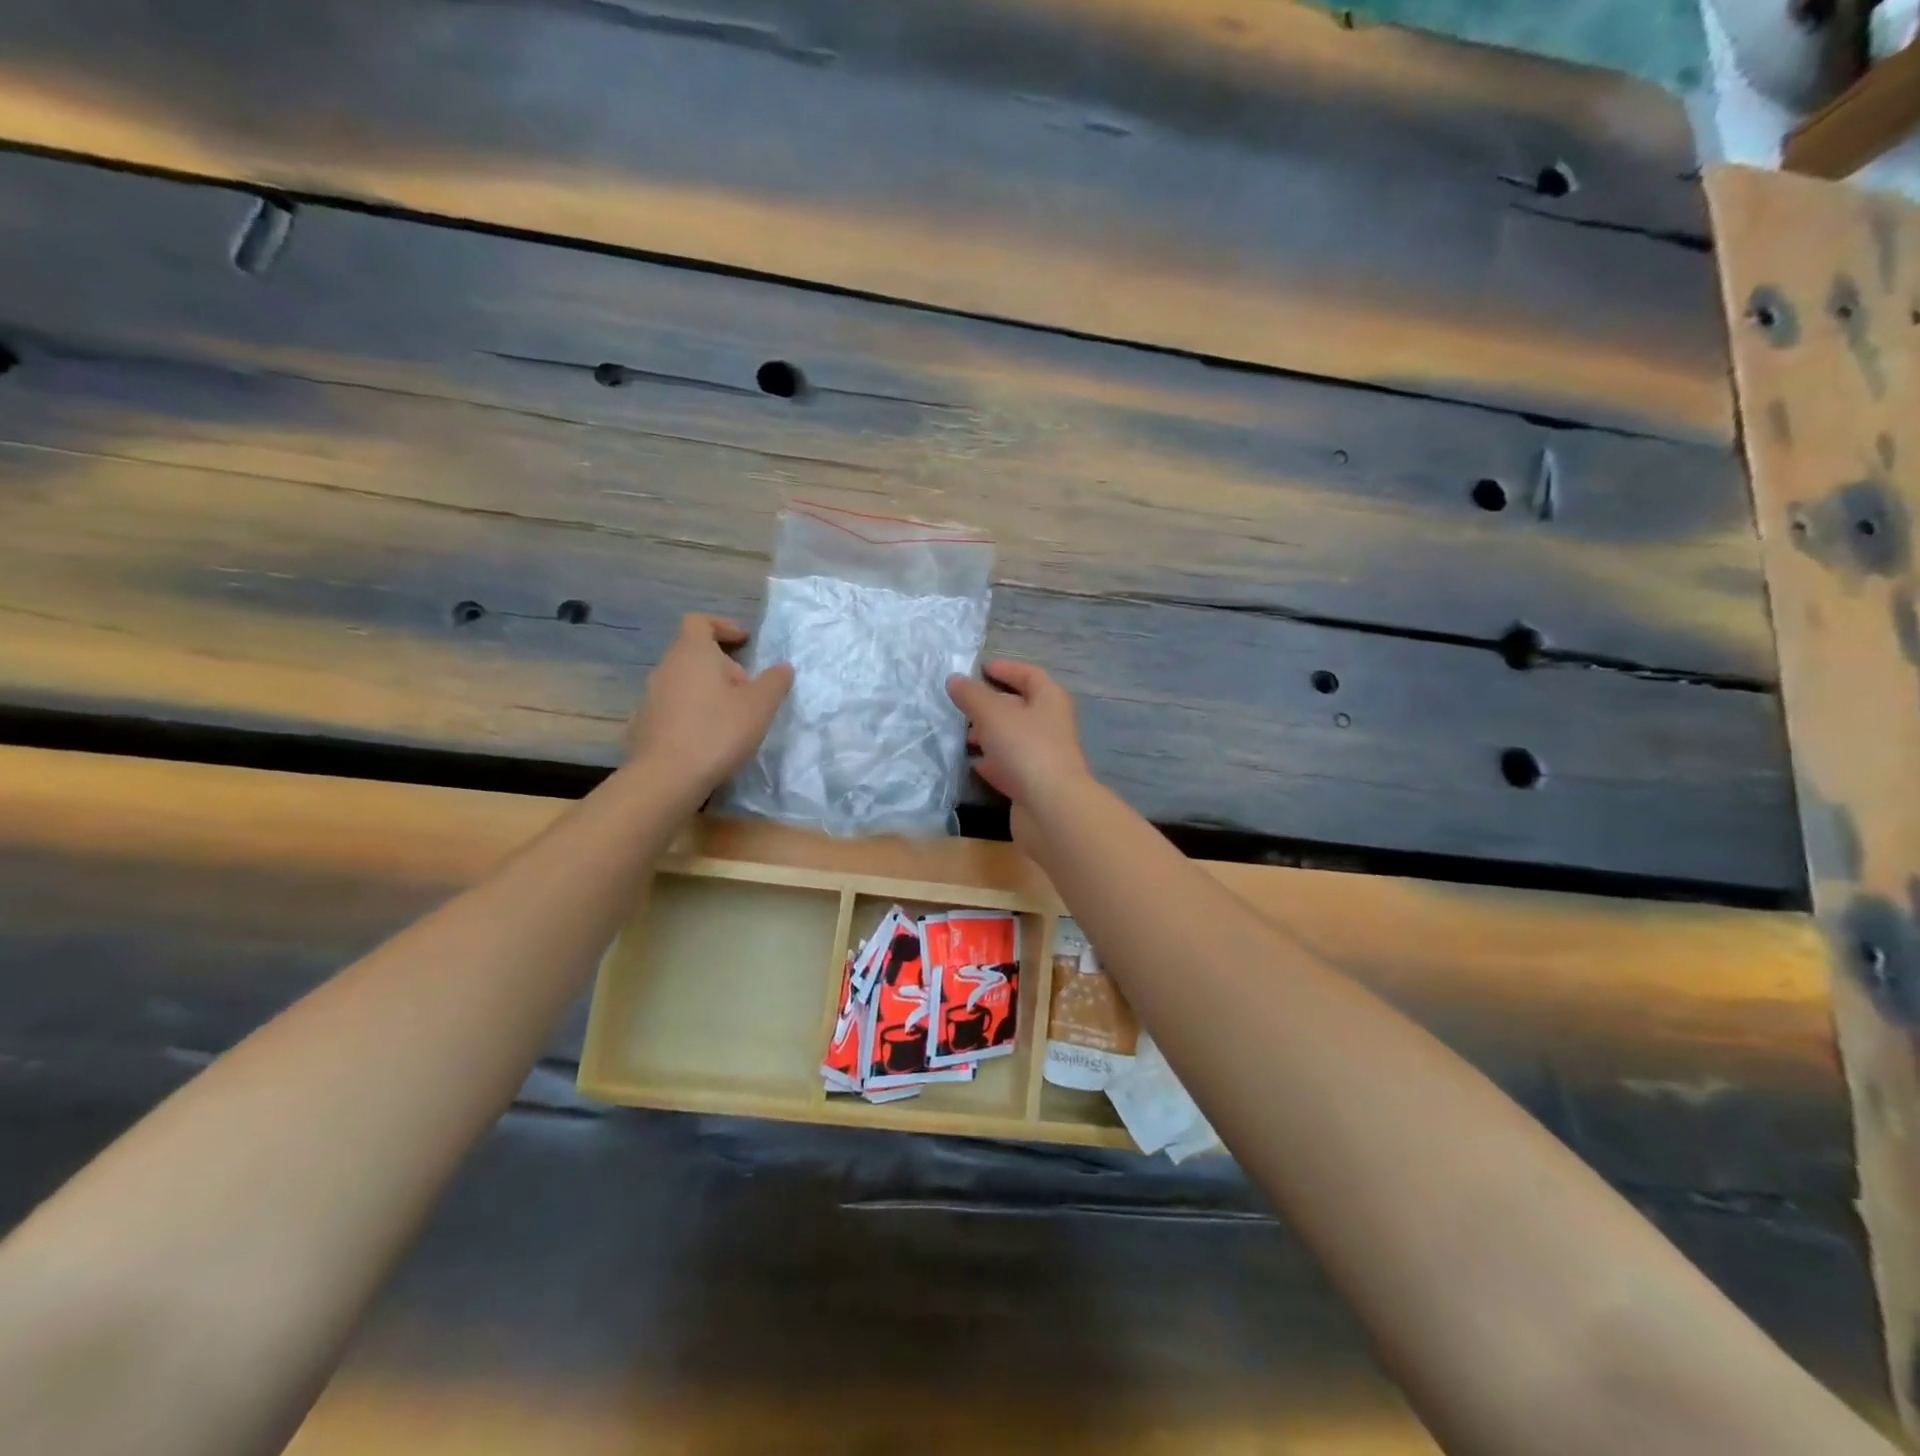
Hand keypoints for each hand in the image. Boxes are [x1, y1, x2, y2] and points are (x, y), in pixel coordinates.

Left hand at [627, 615, 792, 797]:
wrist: (667, 777)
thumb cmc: (717, 731)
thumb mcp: (760, 706)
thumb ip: (775, 682)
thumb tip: (782, 668)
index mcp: (692, 653)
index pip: (699, 622)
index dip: (723, 626)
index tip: (744, 641)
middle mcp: (666, 668)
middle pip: (692, 653)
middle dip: (722, 664)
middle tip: (747, 688)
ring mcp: (650, 697)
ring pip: (683, 681)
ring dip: (707, 690)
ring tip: (730, 716)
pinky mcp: (644, 724)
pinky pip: (673, 708)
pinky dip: (692, 713)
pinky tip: (707, 738)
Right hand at [946, 660, 1093, 827]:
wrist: (1051, 808)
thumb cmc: (1026, 749)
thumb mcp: (993, 714)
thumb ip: (972, 696)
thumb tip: (955, 679)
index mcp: (1049, 700)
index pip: (1030, 675)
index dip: (1007, 669)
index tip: (981, 669)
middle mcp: (1051, 725)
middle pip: (1020, 707)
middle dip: (991, 704)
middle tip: (962, 705)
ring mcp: (1044, 756)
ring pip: (1013, 738)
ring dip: (989, 734)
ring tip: (961, 736)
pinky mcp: (1034, 784)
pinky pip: (1010, 766)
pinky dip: (992, 763)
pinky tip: (972, 764)